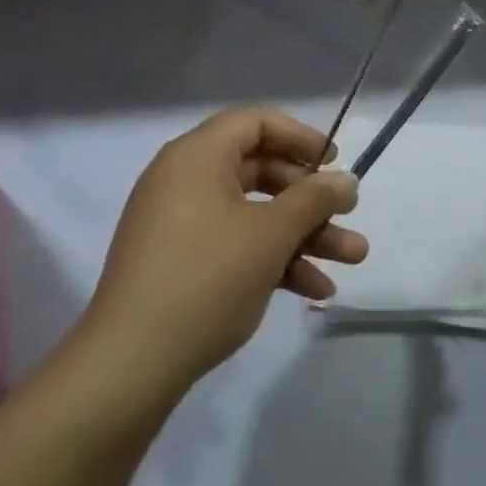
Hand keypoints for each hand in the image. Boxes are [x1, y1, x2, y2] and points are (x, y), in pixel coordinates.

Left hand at [80, 108, 364, 404]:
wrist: (132, 362)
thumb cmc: (207, 278)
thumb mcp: (271, 234)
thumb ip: (314, 199)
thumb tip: (346, 180)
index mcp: (197, 157)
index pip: (255, 122)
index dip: (300, 136)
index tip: (334, 162)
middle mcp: (185, 181)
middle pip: (260, 170)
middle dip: (311, 198)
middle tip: (349, 215)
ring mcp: (181, 224)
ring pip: (254, 214)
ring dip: (304, 234)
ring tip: (353, 259)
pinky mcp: (181, 262)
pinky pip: (235, 244)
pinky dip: (273, 259)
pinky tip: (314, 289)